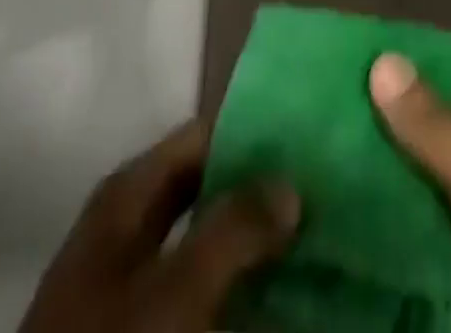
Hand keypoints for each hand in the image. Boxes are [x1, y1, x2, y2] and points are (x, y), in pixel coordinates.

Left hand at [17, 120, 298, 332]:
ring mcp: (134, 281)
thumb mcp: (176, 291)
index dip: (254, 136)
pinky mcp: (145, 324)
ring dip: (253, 248)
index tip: (307, 146)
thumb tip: (289, 185)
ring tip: (312, 247)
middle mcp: (132, 223)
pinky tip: (275, 303)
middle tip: (320, 199)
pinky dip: (234, 294)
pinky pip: (199, 296)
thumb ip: (234, 229)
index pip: (203, 136)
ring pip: (207, 246)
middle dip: (260, 195)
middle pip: (208, 190)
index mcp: (130, 193)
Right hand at [369, 52, 450, 332]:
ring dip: (405, 163)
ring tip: (339, 150)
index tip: (369, 51)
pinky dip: (415, 213)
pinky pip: (449, 221)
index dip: (427, 51)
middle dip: (406, 111)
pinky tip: (366, 210)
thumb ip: (436, 128)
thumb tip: (382, 59)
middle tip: (341, 103)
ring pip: (449, 170)